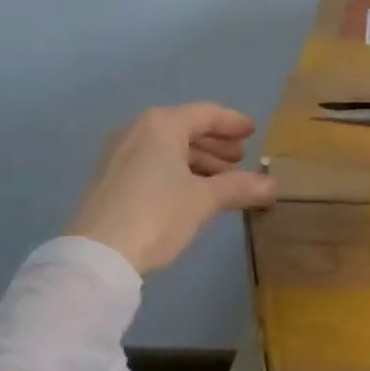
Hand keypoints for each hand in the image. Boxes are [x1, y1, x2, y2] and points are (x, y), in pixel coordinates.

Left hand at [67, 103, 276, 272]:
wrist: (97, 256)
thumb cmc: (157, 214)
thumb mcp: (204, 200)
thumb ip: (239, 187)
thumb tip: (272, 185)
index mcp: (161, 124)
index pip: (205, 114)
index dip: (232, 122)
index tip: (253, 132)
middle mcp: (137, 130)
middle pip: (185, 129)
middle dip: (215, 144)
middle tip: (240, 159)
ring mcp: (118, 154)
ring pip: (168, 148)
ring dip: (198, 161)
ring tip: (222, 181)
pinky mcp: (109, 178)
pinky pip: (151, 163)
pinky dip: (176, 171)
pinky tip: (192, 192)